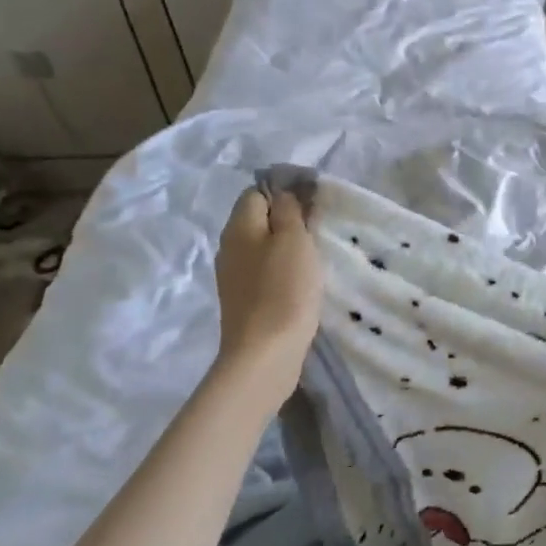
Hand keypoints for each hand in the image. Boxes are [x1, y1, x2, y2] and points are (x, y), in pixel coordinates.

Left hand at [213, 187, 321, 390]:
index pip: (257, 193)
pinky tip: (300, 284)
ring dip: (285, 249)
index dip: (284, 193)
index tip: (312, 206)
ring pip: (261, 248)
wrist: (265, 353)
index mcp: (238, 227)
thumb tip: (283, 192)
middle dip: (286, 222)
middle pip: (258, 221)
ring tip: (313, 258)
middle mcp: (229, 247)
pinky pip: (263, 273)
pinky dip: (281, 272)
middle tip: (317, 232)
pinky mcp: (243, 301)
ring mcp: (233, 277)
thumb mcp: (293, 240)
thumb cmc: (284, 290)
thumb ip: (289, 210)